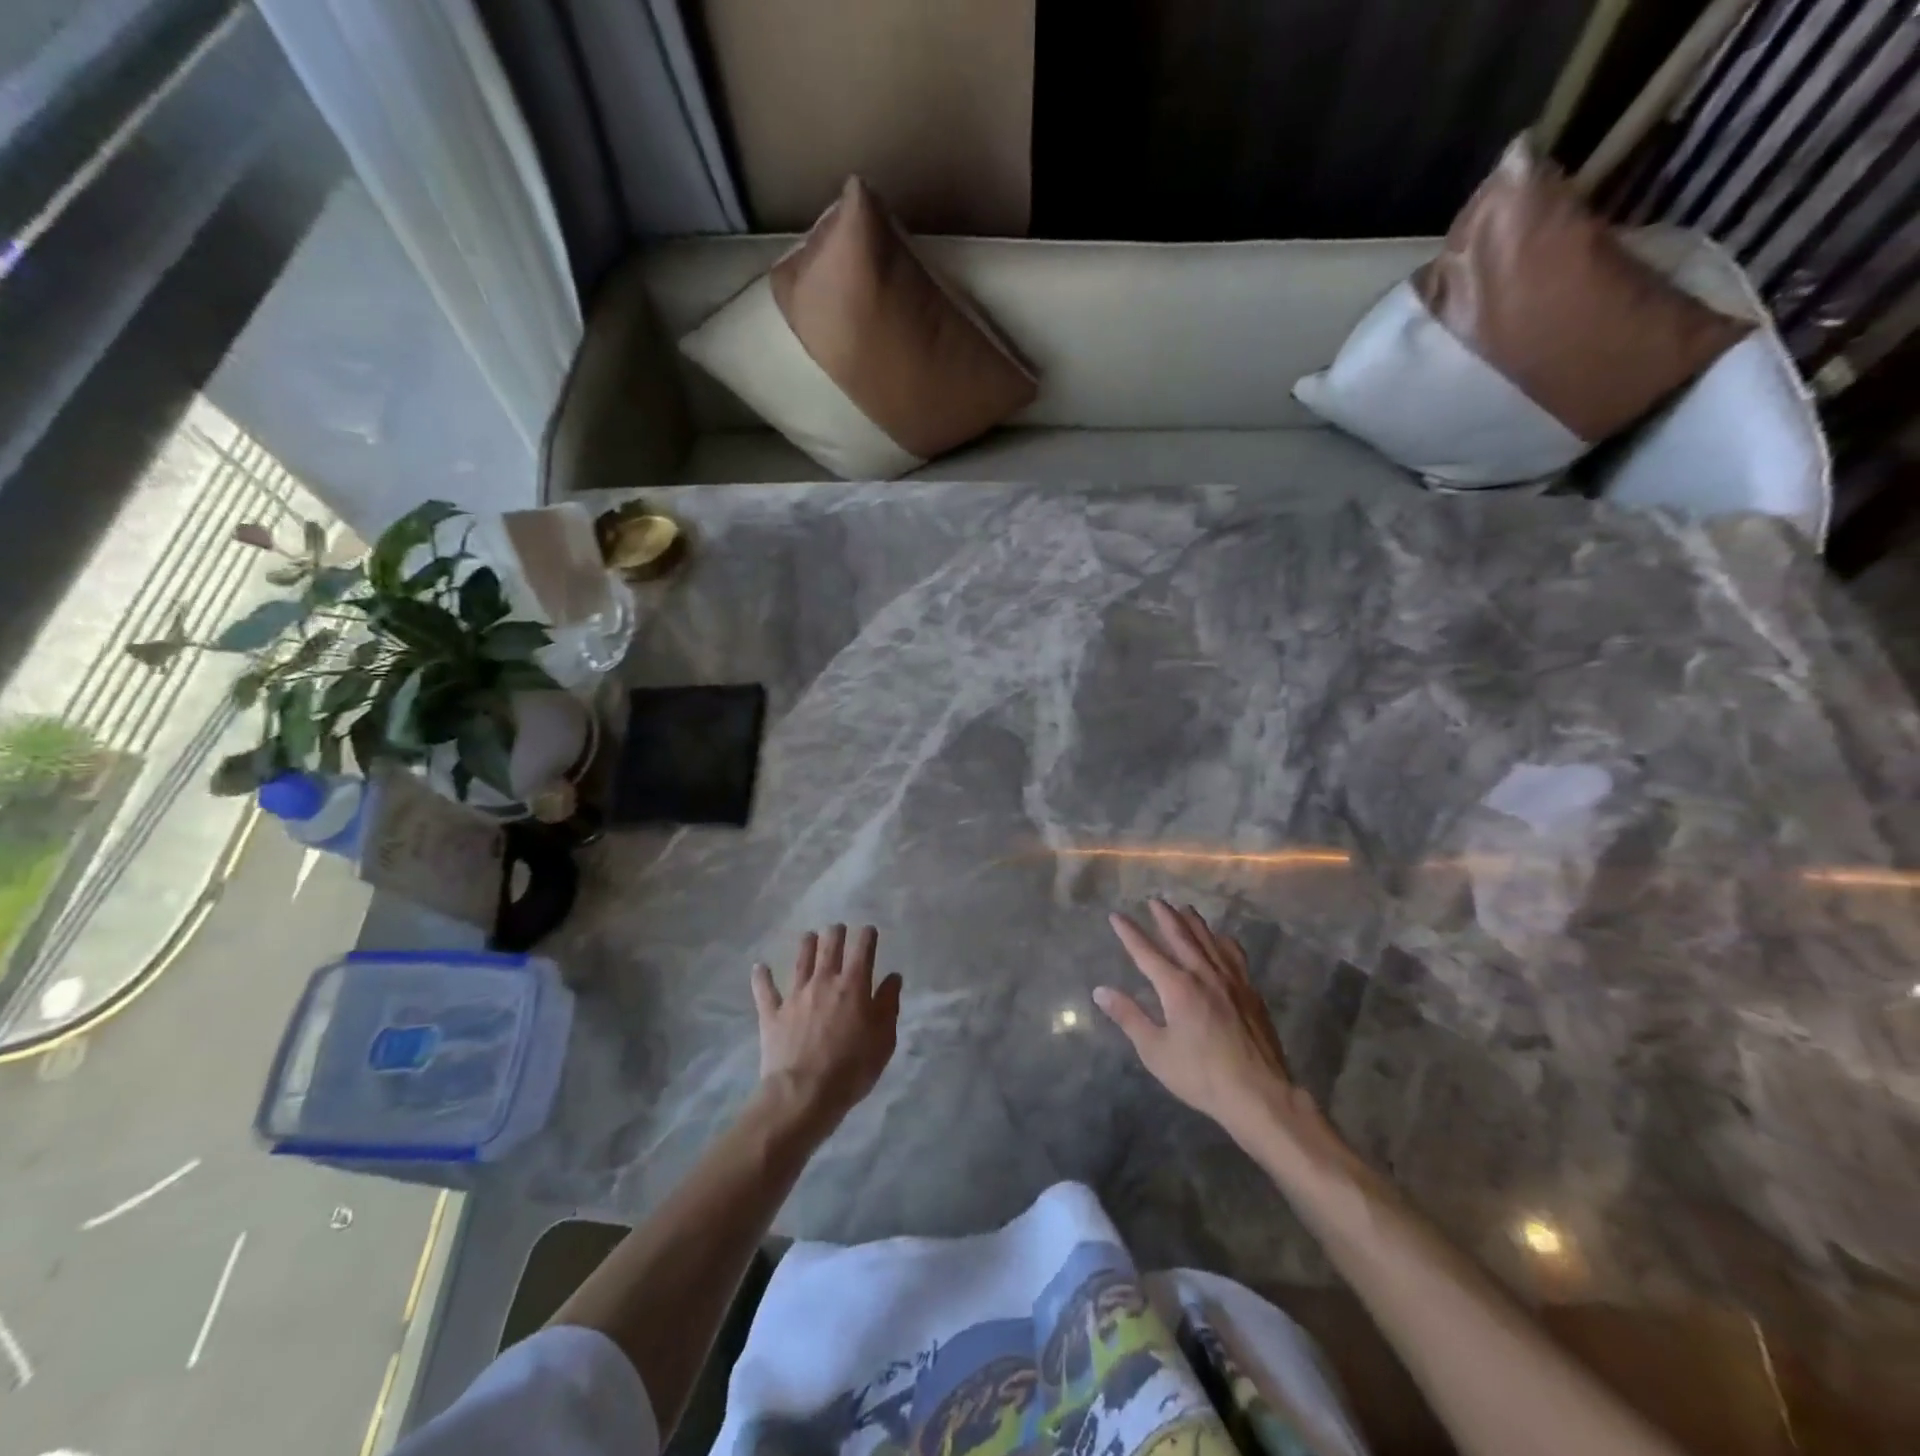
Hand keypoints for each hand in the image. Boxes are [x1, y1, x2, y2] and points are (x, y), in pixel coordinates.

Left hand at [750, 925, 900, 1138]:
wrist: (803, 1094)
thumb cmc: (851, 1069)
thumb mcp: (883, 1040)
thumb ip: (888, 1004)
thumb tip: (893, 978)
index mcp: (853, 985)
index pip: (862, 949)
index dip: (867, 936)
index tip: (869, 931)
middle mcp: (823, 981)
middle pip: (829, 946)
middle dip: (836, 933)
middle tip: (838, 929)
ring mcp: (795, 995)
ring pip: (800, 959)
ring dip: (806, 944)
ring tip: (809, 936)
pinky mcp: (772, 1013)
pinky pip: (765, 989)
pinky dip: (761, 976)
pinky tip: (759, 967)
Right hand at [1098, 901, 1333, 1158]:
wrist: (1259, 1094)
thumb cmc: (1201, 1075)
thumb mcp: (1155, 1051)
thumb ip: (1129, 1017)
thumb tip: (1100, 991)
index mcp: (1177, 987)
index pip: (1146, 952)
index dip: (1129, 933)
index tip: (1116, 915)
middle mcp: (1204, 974)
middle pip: (1181, 936)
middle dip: (1165, 917)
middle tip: (1155, 901)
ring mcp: (1231, 981)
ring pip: (1210, 941)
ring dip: (1194, 922)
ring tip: (1185, 908)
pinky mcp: (1251, 992)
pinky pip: (1234, 955)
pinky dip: (1223, 941)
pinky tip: (1222, 940)